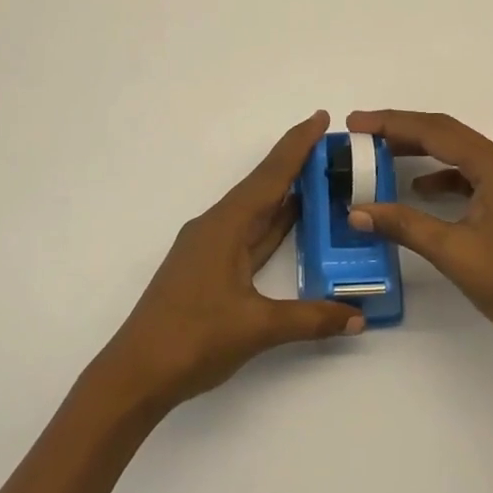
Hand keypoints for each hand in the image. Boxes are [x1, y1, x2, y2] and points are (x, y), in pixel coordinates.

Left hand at [95, 111, 364, 413]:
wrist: (136, 373)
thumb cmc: (193, 339)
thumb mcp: (257, 327)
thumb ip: (310, 318)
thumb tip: (356, 316)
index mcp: (225, 226)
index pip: (270, 176)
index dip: (297, 146)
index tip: (320, 118)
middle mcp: (216, 227)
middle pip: (262, 186)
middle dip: (296, 164)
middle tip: (333, 149)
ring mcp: (209, 248)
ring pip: (255, 210)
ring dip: (285, 193)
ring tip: (321, 179)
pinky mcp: (207, 268)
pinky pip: (248, 233)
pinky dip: (273, 223)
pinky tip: (291, 224)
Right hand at [345, 109, 492, 365]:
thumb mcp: (453, 251)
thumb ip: (404, 224)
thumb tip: (356, 211)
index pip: (435, 130)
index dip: (391, 123)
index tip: (354, 123)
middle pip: (447, 135)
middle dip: (402, 132)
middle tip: (361, 135)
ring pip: (459, 155)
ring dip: (421, 153)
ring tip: (381, 156)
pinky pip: (471, 176)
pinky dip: (442, 178)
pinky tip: (420, 191)